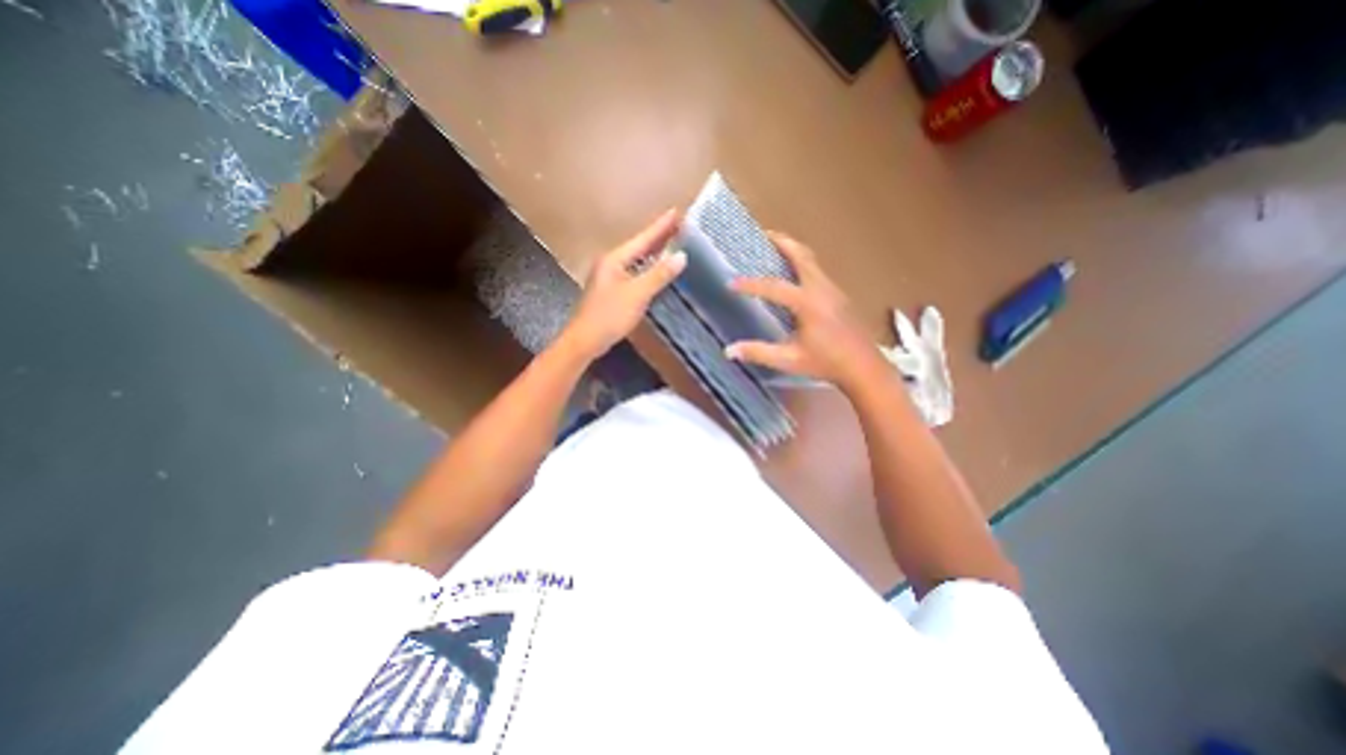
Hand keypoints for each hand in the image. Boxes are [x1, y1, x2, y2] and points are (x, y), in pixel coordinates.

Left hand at [559, 206, 688, 360]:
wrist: (585, 340)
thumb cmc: (609, 315)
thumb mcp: (637, 294)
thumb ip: (659, 275)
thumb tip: (681, 256)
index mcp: (614, 259)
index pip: (643, 239)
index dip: (661, 226)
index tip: (677, 211)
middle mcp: (610, 263)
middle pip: (638, 246)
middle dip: (658, 236)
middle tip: (678, 225)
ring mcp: (609, 278)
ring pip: (636, 260)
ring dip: (653, 252)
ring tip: (671, 243)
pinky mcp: (611, 292)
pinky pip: (634, 273)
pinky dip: (647, 269)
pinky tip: (655, 271)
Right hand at [726, 233, 885, 390]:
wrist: (864, 367)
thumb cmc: (826, 363)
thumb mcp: (789, 360)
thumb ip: (759, 352)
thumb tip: (729, 351)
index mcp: (807, 303)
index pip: (773, 287)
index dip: (750, 284)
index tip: (731, 283)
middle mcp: (821, 289)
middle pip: (801, 255)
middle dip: (782, 242)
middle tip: (763, 234)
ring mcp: (833, 290)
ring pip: (811, 261)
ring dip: (793, 250)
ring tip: (776, 247)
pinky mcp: (838, 296)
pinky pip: (817, 271)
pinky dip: (802, 263)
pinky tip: (794, 275)